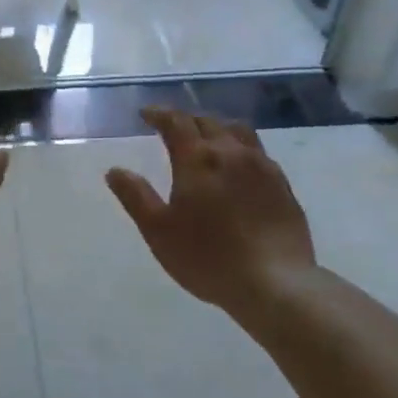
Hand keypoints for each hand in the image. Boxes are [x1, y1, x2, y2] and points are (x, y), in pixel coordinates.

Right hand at [105, 109, 316, 312]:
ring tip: (206, 138)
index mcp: (198, 159)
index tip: (146, 114)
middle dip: (185, 119)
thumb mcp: (158, 231)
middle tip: (171, 127)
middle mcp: (231, 153)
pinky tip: (238, 165)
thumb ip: (135, 197)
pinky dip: (240, 147)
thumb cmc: (207, 257)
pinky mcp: (282, 185)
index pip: (176, 122)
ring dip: (216, 127)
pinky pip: (258, 151)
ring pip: (237, 131)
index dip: (159, 114)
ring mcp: (262, 167)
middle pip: (207, 122)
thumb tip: (115, 171)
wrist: (275, 283)